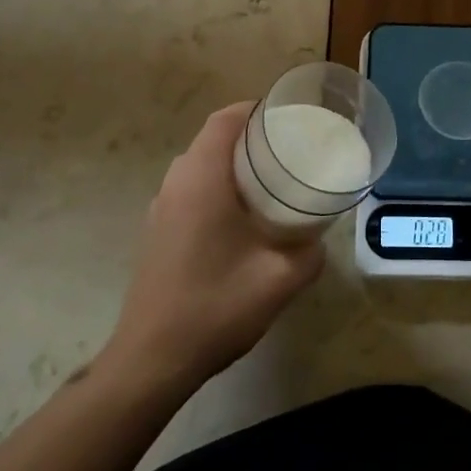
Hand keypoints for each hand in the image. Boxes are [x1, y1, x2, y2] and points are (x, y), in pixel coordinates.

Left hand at [102, 102, 324, 393]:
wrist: (152, 359)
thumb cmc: (215, 306)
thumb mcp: (279, 279)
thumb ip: (309, 253)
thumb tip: (318, 241)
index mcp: (201, 178)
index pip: (225, 120)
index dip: (255, 110)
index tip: (287, 118)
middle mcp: (176, 183)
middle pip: (213, 139)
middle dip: (250, 138)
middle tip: (288, 151)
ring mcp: (160, 208)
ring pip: (199, 167)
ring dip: (232, 165)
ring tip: (271, 182)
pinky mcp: (156, 231)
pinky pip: (190, 190)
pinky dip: (217, 188)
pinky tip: (241, 220)